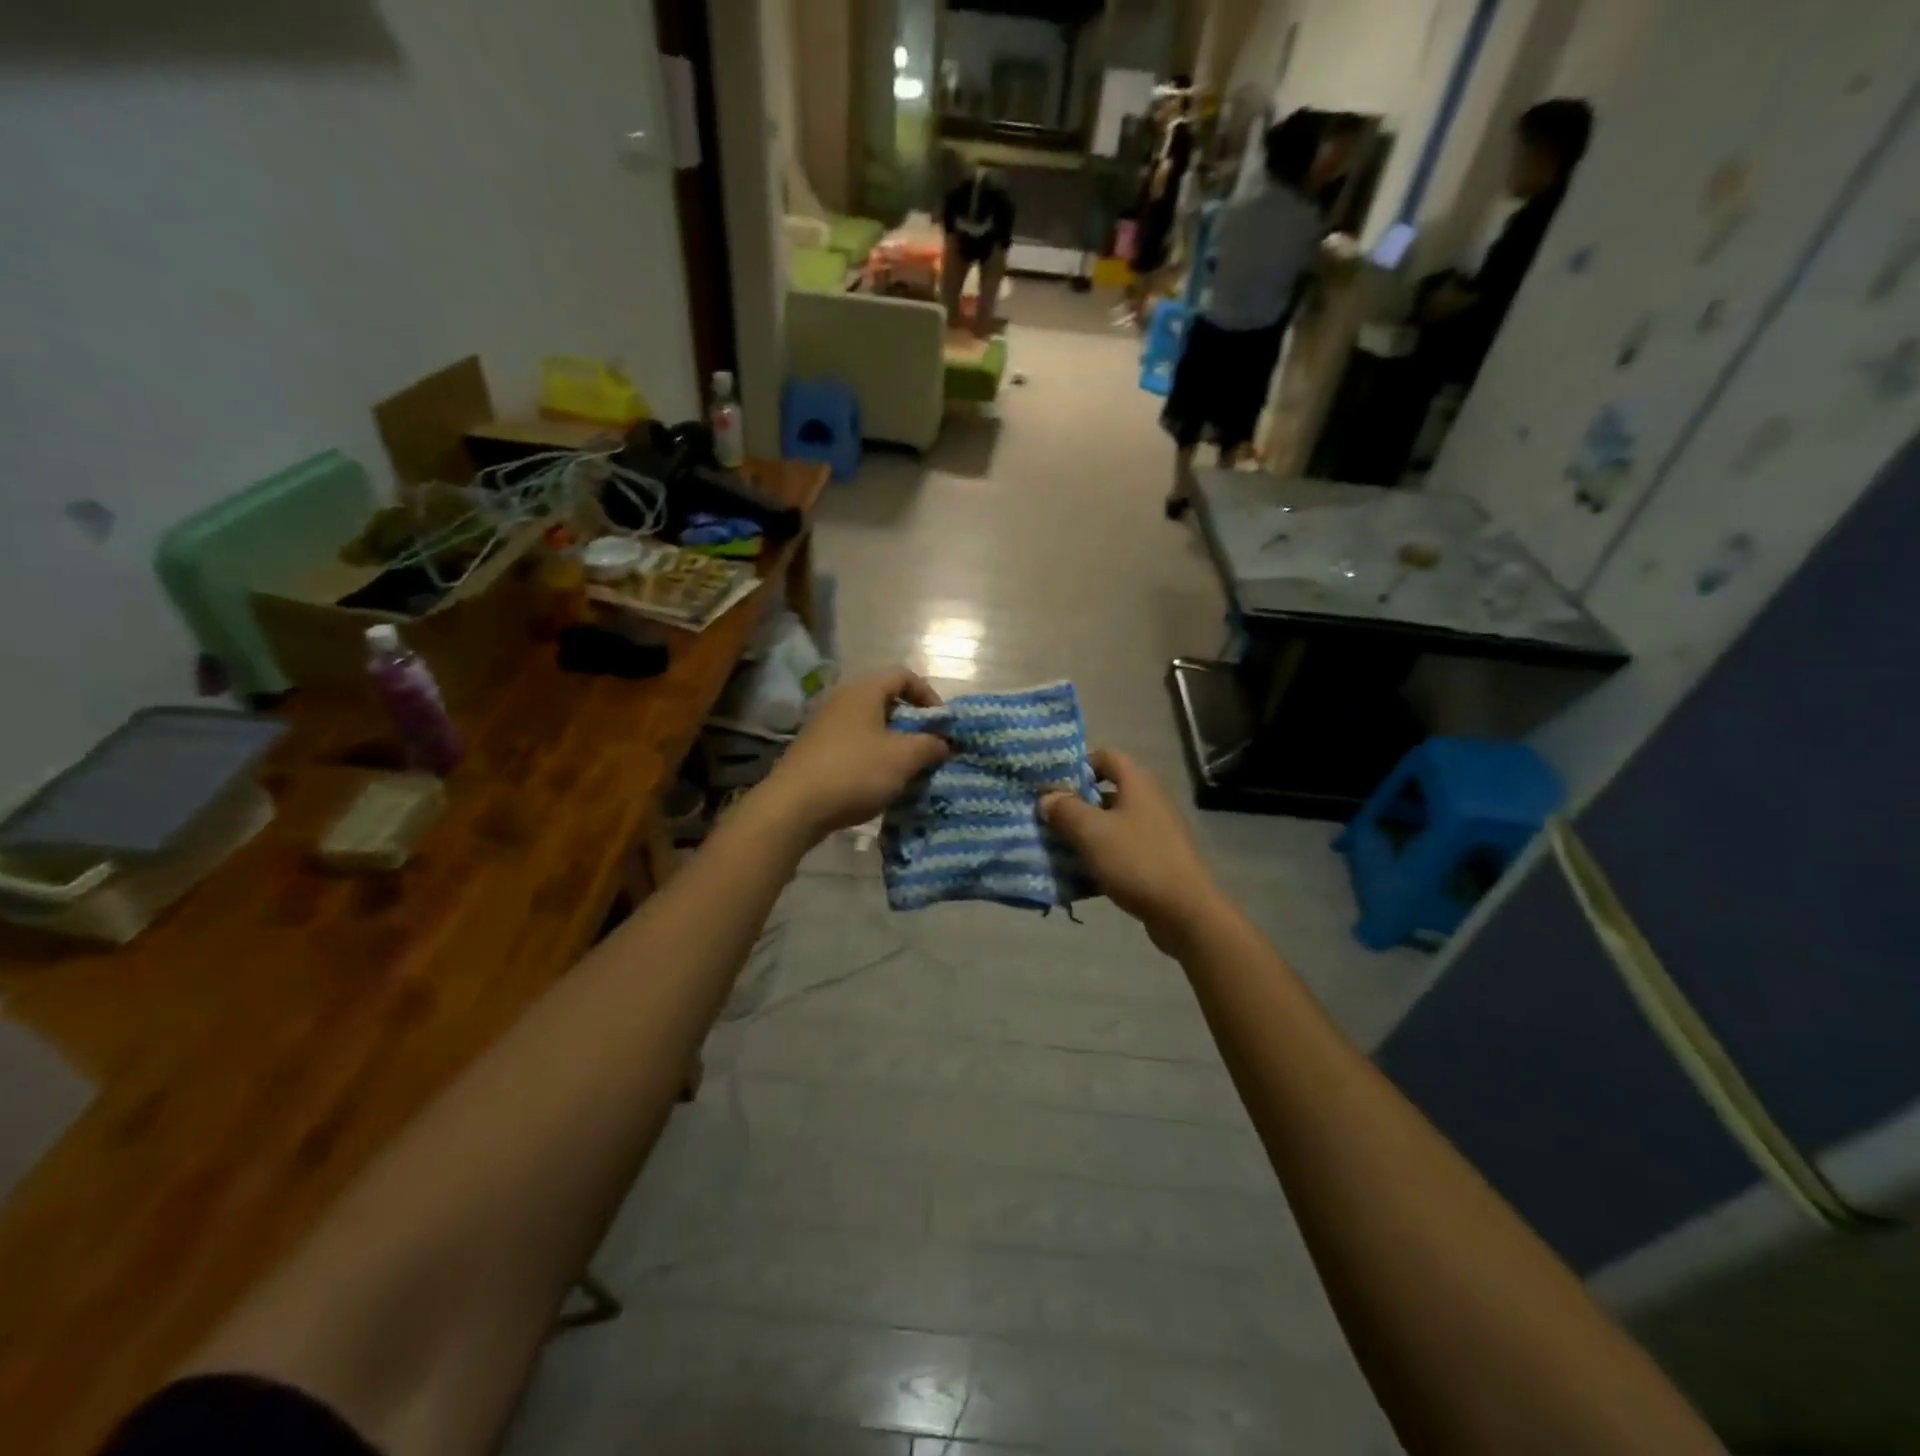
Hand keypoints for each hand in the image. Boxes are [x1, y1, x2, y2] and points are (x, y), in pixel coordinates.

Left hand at [762, 668, 949, 838]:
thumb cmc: (855, 772)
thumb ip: (930, 745)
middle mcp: (842, 700)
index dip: (928, 695)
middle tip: (928, 749)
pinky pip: (853, 745)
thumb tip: (943, 742)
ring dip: (893, 744)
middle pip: (886, 701)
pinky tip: (879, 784)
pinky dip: (872, 758)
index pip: (903, 675)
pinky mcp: (815, 751)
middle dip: (912, 724)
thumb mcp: (904, 758)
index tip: (941, 724)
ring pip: (870, 726)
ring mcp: (824, 726)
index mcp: (863, 690)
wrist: (794, 806)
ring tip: (907, 770)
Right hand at [1041, 749, 1229, 953]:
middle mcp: (1149, 801)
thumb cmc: (1136, 860)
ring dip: (1085, 834)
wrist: (1184, 912)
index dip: (1079, 764)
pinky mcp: (1157, 859)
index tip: (1054, 785)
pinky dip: (1101, 857)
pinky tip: (1081, 875)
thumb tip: (1047, 796)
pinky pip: (1121, 849)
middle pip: (1106, 792)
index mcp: (1137, 783)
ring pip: (1112, 824)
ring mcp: (1156, 831)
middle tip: (1048, 819)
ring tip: (1058, 848)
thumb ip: (1065, 810)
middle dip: (1076, 804)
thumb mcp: (1091, 832)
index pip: (1106, 755)